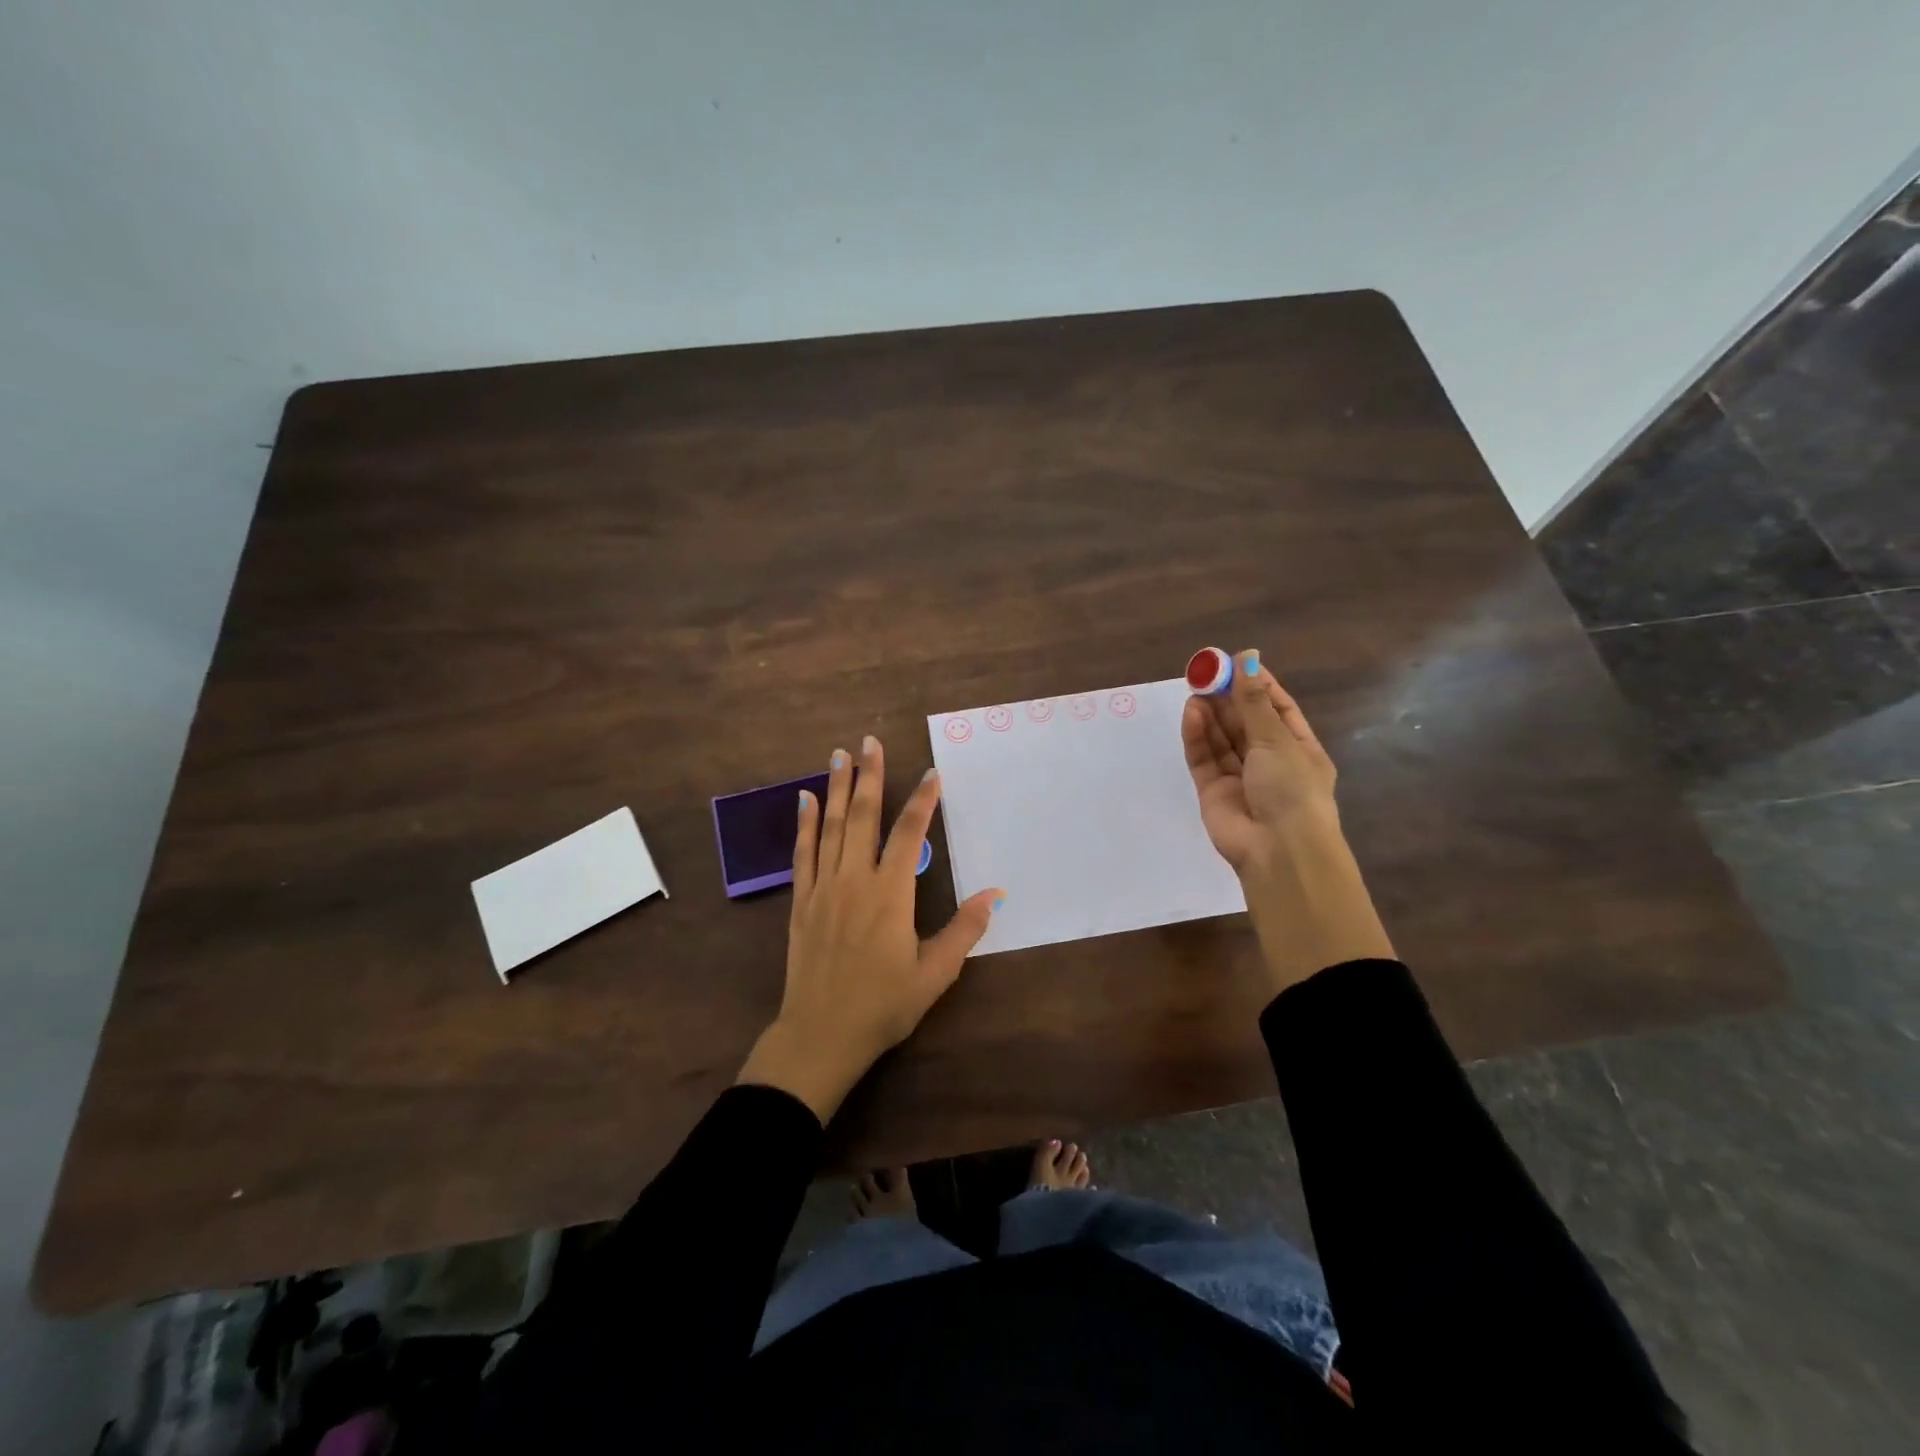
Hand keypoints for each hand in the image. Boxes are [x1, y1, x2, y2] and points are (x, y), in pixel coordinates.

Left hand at [736, 735, 1002, 1122]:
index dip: (922, 800)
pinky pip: (802, 853)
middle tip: (870, 741)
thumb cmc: (883, 1005)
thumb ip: (964, 930)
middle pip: (863, 816)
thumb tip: (996, 894)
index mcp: (891, 894)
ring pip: (831, 827)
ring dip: (836, 788)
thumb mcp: (935, 974)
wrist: (821, 1035)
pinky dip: (804, 823)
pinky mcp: (801, 901)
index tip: (931, 773)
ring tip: (839, 755)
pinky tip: (804, 799)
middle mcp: (855, 880)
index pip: (910, 833)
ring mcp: (824, 888)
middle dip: (869, 776)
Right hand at [1182, 649, 1338, 870]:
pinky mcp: (1213, 791)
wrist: (1277, 850)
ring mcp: (1239, 777)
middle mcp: (1269, 762)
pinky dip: (1197, 736)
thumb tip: (1246, 658)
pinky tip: (1191, 714)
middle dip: (1227, 697)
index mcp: (1298, 749)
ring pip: (1221, 739)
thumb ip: (1253, 702)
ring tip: (1195, 688)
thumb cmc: (1292, 789)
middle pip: (1244, 722)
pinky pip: (1204, 758)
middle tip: (1205, 672)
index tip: (1236, 662)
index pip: (1278, 709)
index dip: (1257, 685)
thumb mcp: (1277, 739)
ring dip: (1210, 714)